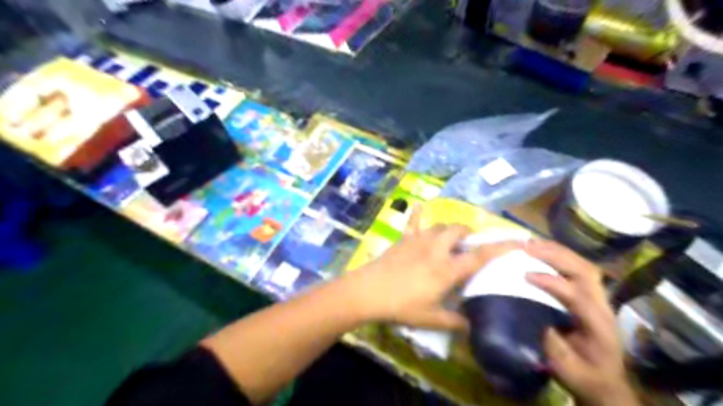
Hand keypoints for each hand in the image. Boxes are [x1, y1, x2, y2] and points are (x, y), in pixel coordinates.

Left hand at [343, 207, 513, 331]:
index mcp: (447, 269)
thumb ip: (455, 322)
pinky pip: (412, 222)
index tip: (519, 241)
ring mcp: (418, 240)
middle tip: (470, 245)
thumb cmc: (401, 306)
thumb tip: (473, 325)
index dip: (502, 247)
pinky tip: (419, 206)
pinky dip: (417, 214)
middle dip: (469, 234)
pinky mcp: (403, 239)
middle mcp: (436, 249)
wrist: (368, 292)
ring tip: (451, 239)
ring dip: (450, 230)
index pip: (480, 256)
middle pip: (459, 231)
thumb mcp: (431, 319)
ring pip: (440, 226)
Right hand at [521, 241, 636, 405]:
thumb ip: (555, 348)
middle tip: (527, 247)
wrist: (606, 382)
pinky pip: (578, 267)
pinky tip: (542, 250)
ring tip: (531, 243)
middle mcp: (602, 305)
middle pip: (584, 271)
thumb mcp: (568, 371)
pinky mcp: (590, 294)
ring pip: (582, 265)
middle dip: (555, 256)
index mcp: (598, 326)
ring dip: (557, 251)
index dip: (553, 283)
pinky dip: (559, 255)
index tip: (526, 275)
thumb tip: (537, 321)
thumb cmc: (585, 376)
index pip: (578, 296)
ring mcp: (598, 297)